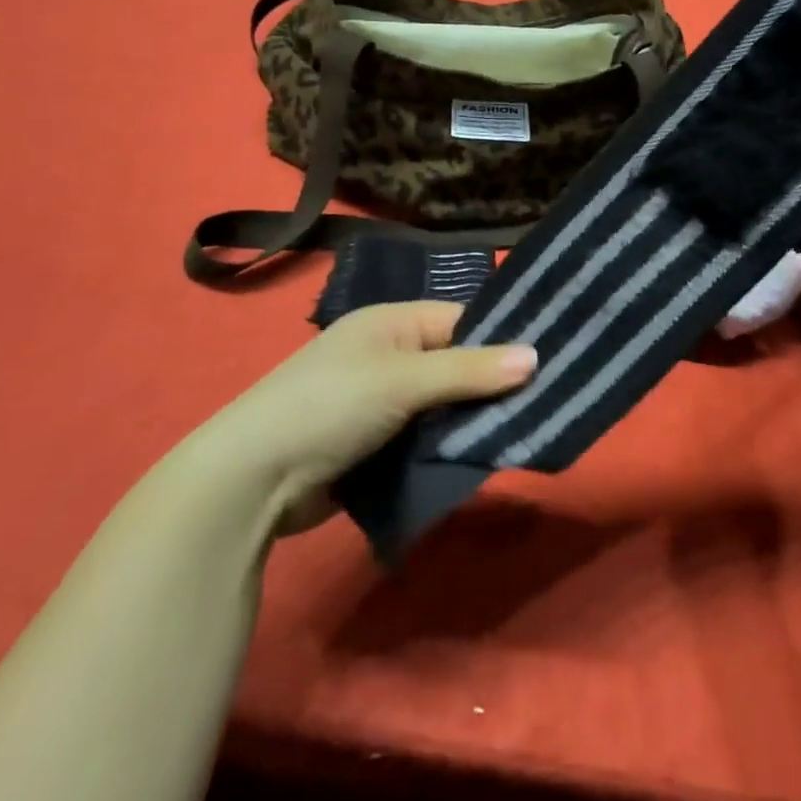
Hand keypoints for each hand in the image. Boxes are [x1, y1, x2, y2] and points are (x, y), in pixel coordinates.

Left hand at [200, 302, 536, 534]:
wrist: (253, 480)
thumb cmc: (330, 406)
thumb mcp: (404, 380)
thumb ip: (470, 370)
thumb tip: (536, 357)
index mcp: (392, 323)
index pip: (461, 320)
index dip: (501, 339)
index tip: (547, 362)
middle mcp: (389, 355)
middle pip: (456, 364)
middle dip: (491, 386)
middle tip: (544, 404)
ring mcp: (381, 402)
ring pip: (444, 405)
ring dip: (471, 421)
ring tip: (524, 432)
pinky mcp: (376, 444)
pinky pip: (426, 438)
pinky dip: (448, 446)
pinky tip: (482, 457)